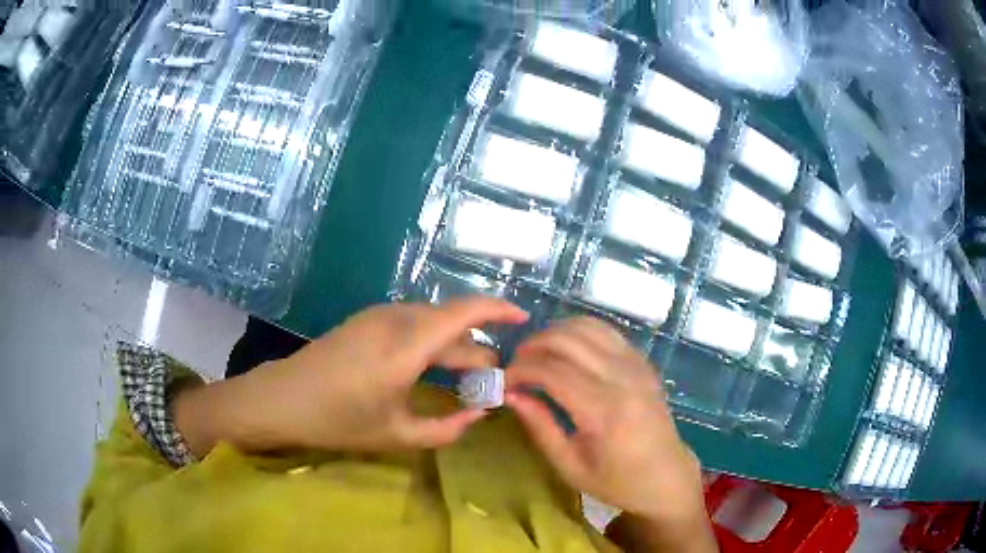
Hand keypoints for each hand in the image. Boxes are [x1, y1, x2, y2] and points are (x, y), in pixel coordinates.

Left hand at [173, 297, 527, 456]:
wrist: (281, 398)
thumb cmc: (337, 420)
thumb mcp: (396, 434)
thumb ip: (447, 428)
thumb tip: (481, 413)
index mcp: (406, 346)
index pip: (465, 312)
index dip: (499, 309)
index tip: (524, 319)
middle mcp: (396, 319)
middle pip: (452, 322)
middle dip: (478, 348)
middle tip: (491, 382)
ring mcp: (378, 315)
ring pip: (433, 321)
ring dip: (455, 345)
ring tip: (465, 379)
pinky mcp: (367, 320)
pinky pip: (413, 323)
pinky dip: (433, 341)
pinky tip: (432, 368)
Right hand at [505, 317, 712, 547]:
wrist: (665, 476)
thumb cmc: (616, 481)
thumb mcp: (570, 466)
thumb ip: (540, 427)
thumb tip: (512, 395)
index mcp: (604, 411)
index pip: (552, 371)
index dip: (520, 370)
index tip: (503, 381)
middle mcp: (622, 378)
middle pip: (566, 340)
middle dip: (532, 346)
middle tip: (515, 366)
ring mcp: (636, 365)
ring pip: (586, 326)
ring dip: (554, 333)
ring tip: (536, 355)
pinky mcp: (642, 361)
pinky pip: (605, 331)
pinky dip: (578, 332)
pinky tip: (565, 351)